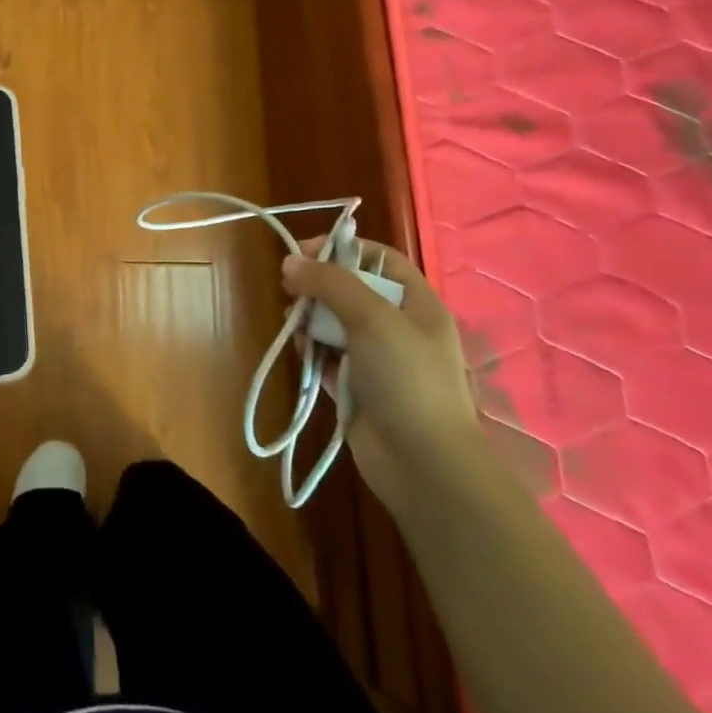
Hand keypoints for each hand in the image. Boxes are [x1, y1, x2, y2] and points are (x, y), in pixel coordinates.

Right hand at [281, 241, 479, 514]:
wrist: (423, 464)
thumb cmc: (407, 378)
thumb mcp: (372, 318)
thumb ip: (331, 284)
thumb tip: (291, 261)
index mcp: (417, 305)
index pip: (380, 260)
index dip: (344, 248)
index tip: (304, 251)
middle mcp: (399, 328)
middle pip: (353, 290)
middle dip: (319, 284)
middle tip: (289, 287)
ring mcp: (378, 360)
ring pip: (336, 324)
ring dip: (311, 317)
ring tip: (292, 320)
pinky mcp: (357, 388)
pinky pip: (327, 357)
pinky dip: (311, 350)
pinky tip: (298, 349)